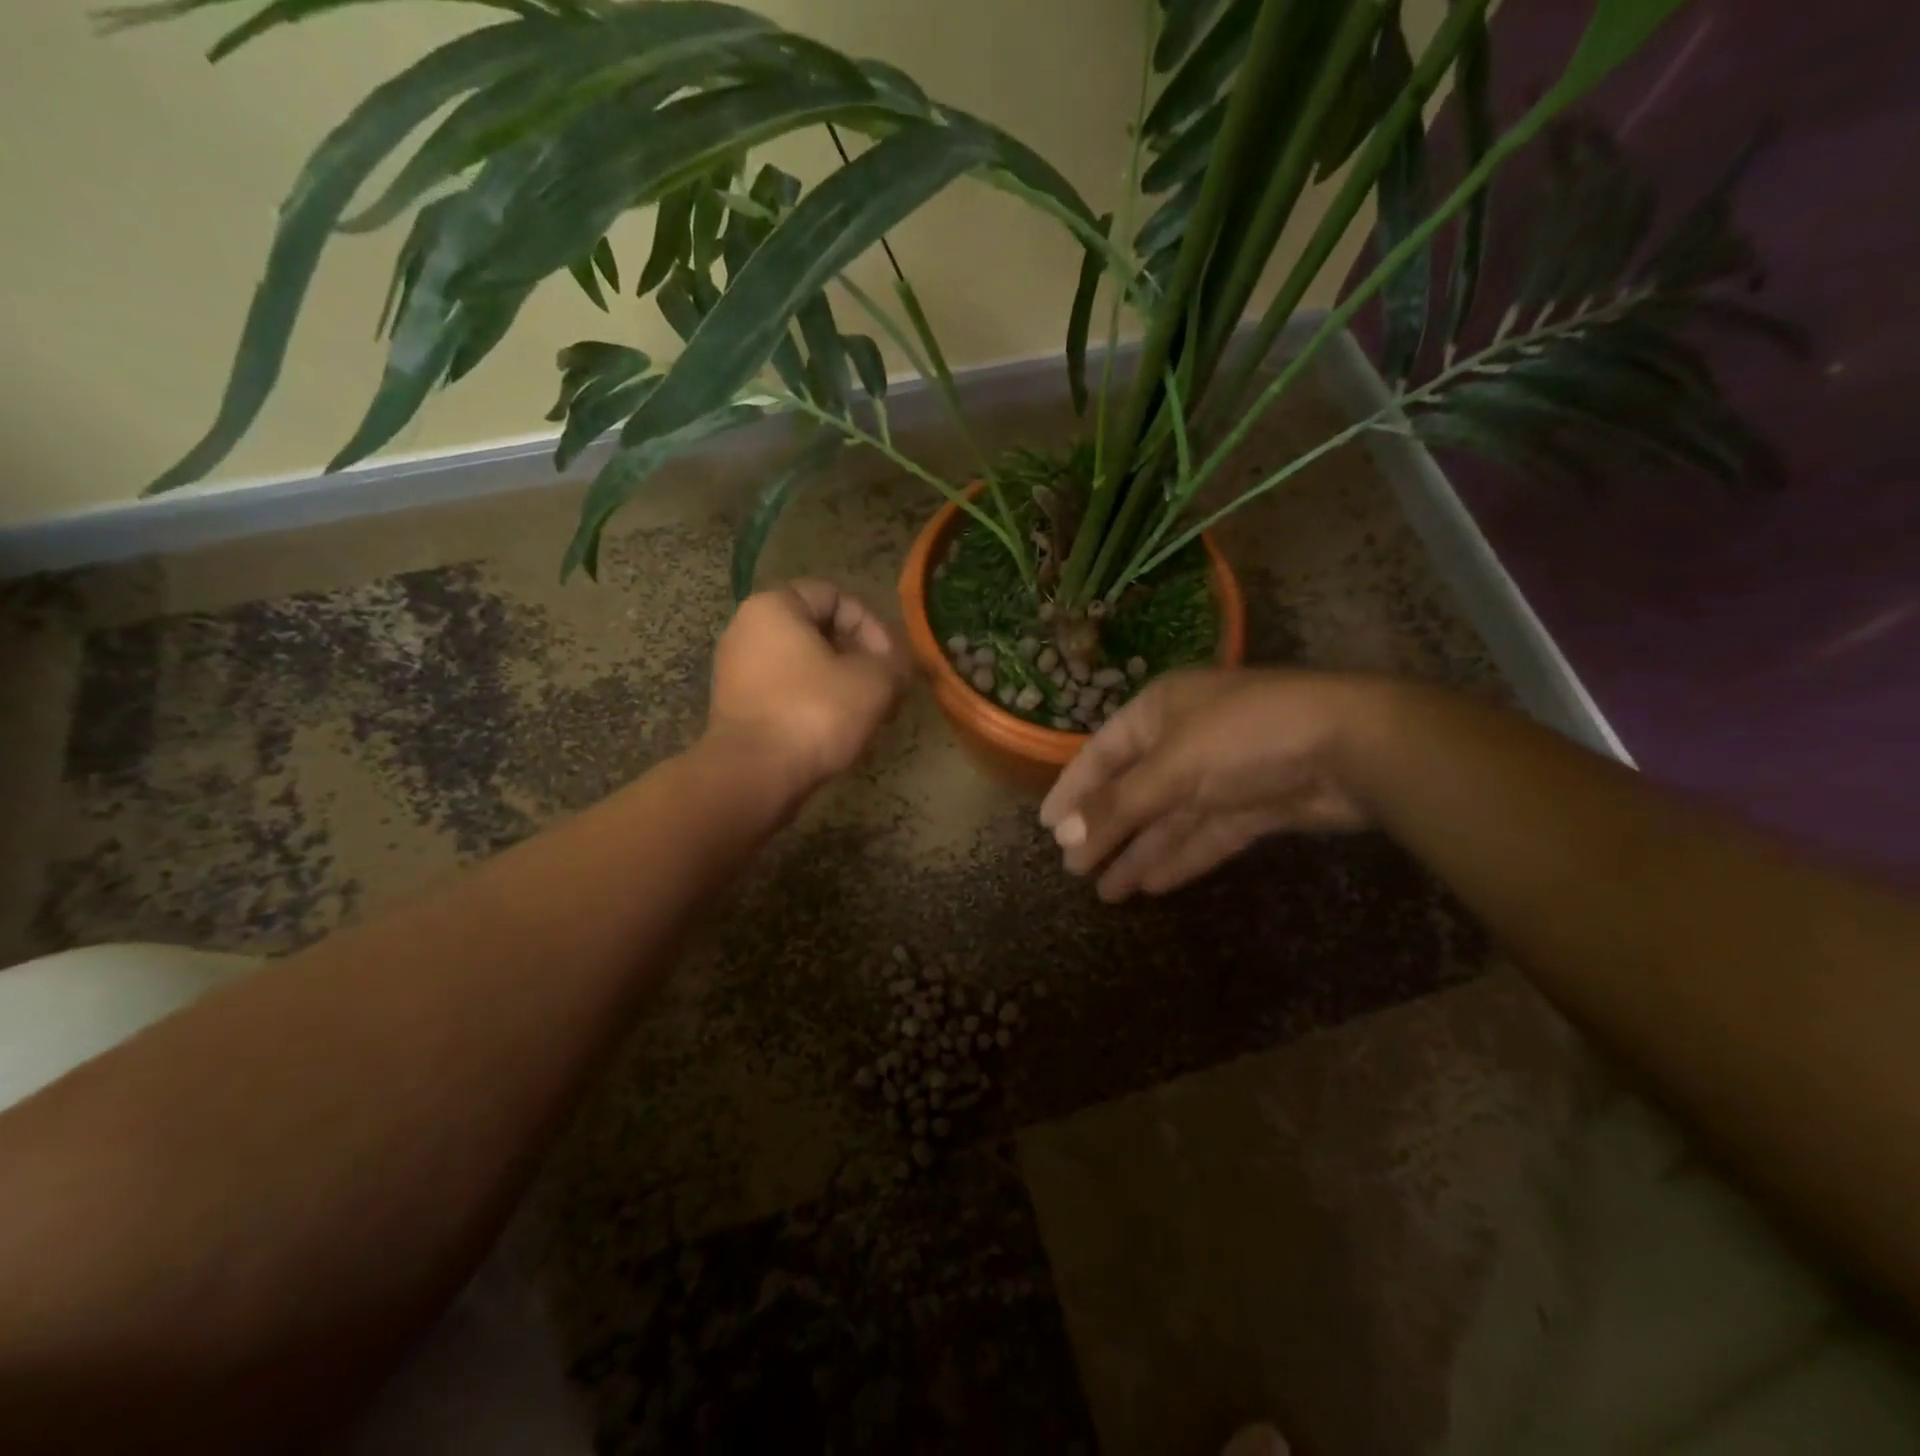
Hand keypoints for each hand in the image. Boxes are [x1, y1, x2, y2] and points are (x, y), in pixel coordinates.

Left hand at [707, 580, 909, 794]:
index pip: (835, 596)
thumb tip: (899, 666)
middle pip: (819, 632)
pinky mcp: (737, 708)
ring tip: (868, 715)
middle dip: (860, 659)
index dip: (872, 626)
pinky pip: (786, 692)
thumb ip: (895, 663)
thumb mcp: (875, 682)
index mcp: (774, 606)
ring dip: (842, 685)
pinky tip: (839, 732)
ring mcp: (737, 670)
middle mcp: (747, 629)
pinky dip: (815, 704)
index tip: (892, 663)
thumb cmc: (815, 713)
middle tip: (886, 691)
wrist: (754, 776)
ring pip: (805, 665)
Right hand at [1039, 668, 1374, 900]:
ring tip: (1105, 892)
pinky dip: (1178, 858)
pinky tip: (1150, 886)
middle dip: (1105, 829)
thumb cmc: (1244, 738)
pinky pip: (1204, 835)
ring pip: (1168, 819)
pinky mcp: (1253, 807)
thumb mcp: (1171, 768)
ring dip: (1138, 852)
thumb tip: (1064, 837)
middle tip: (1074, 869)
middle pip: (1134, 790)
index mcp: (1160, 711)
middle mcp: (1186, 738)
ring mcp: (1222, 774)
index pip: (1102, 752)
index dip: (1073, 788)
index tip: (1047, 825)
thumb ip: (1118, 805)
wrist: (1351, 747)